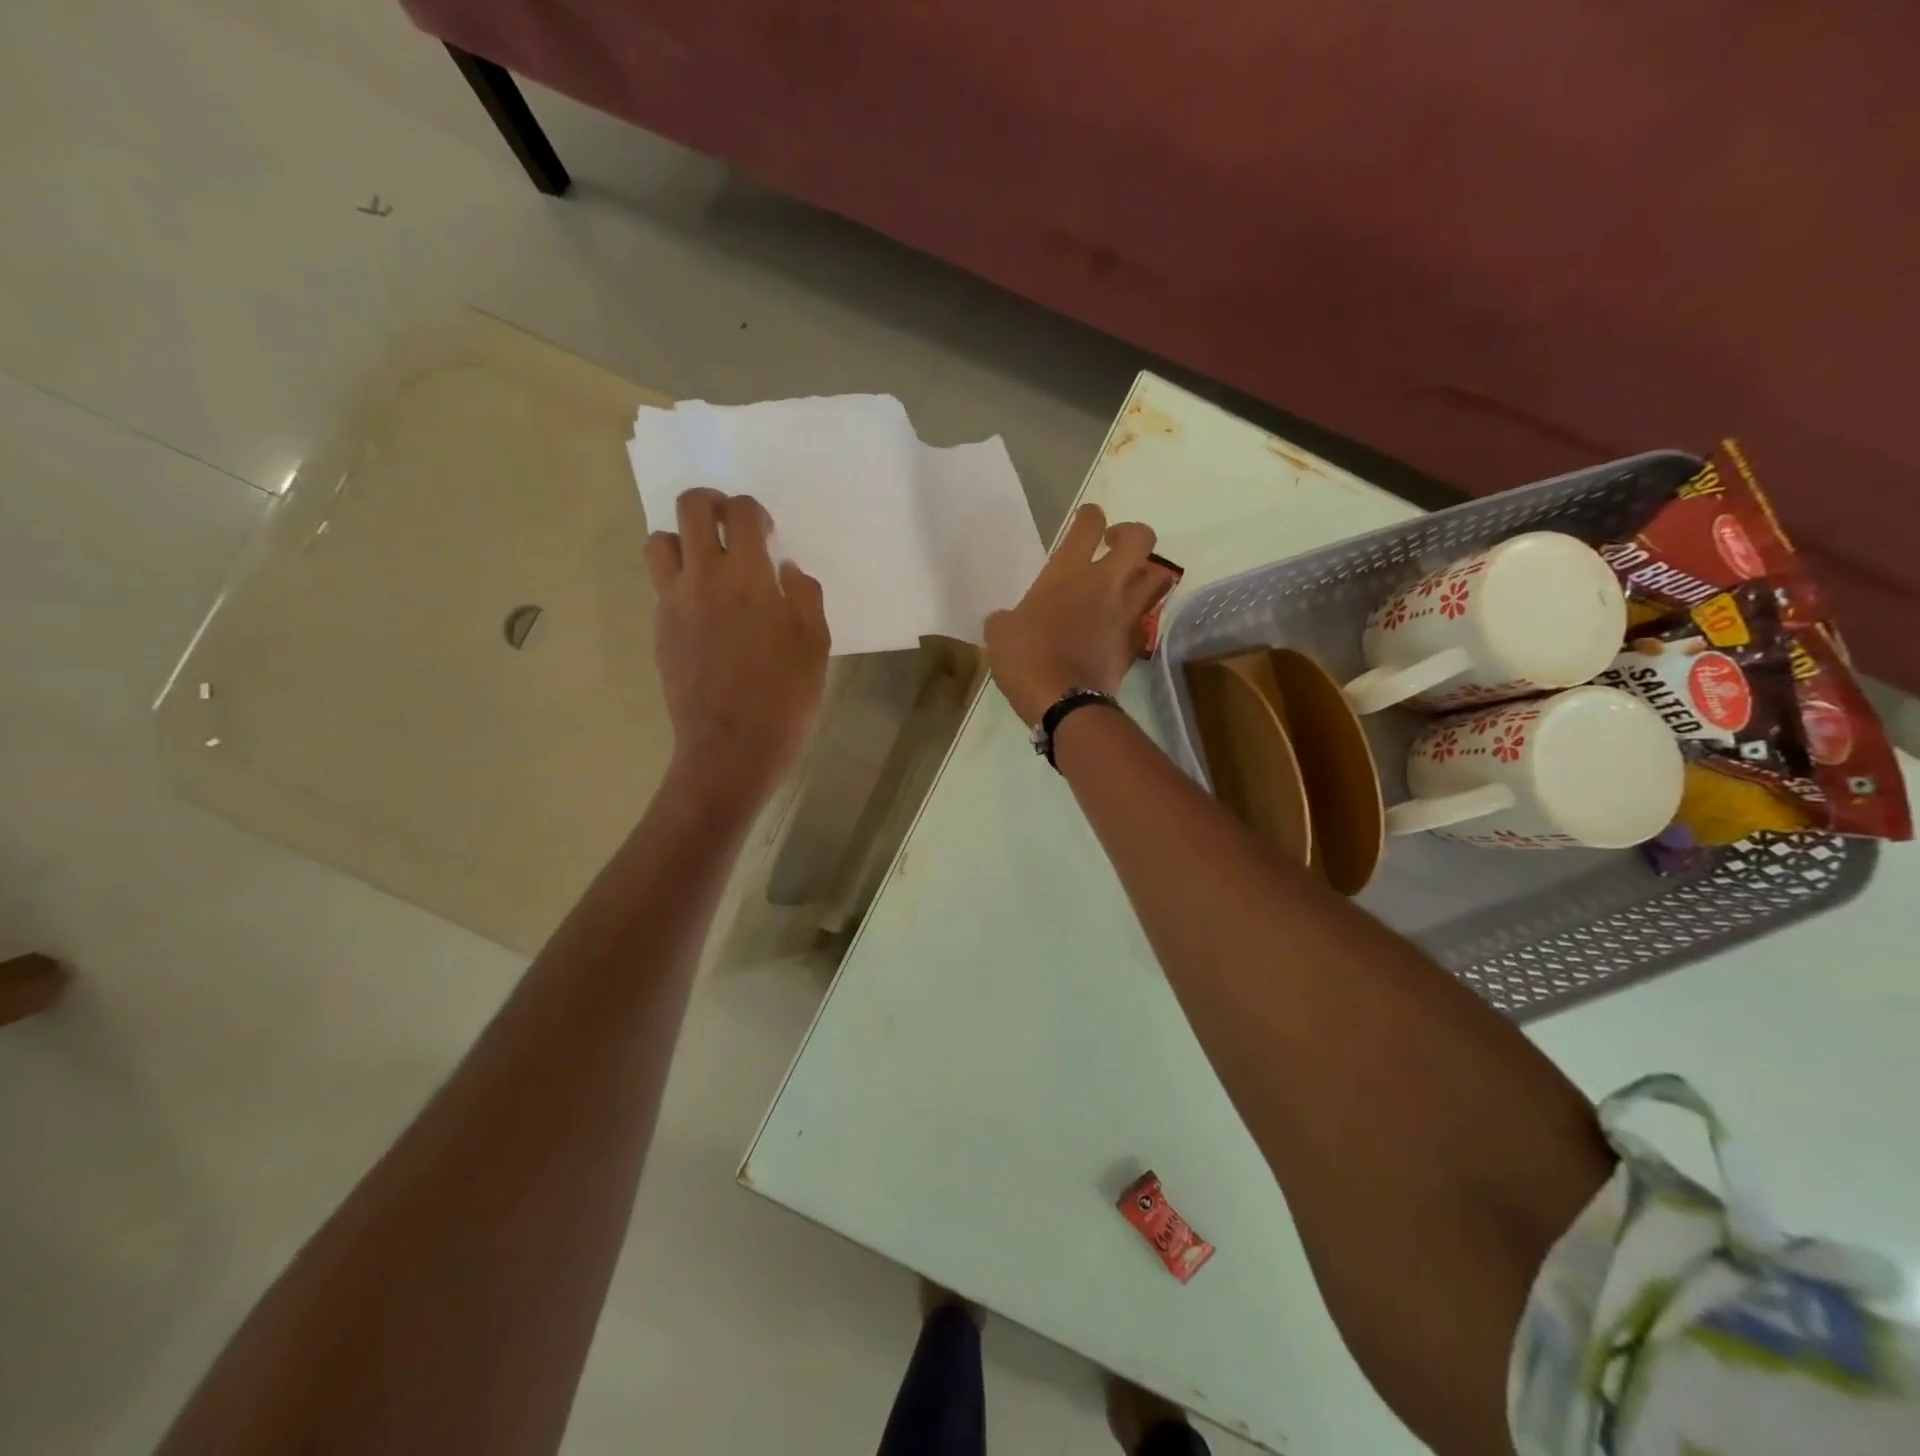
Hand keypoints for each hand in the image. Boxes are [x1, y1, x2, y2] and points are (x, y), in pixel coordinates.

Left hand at [647, 489, 829, 802]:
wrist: (731, 747)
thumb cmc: (785, 697)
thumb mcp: (815, 645)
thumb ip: (803, 596)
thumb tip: (785, 570)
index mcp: (748, 578)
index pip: (740, 513)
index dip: (754, 512)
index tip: (766, 533)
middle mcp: (703, 578)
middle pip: (691, 508)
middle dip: (712, 503)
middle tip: (731, 526)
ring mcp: (674, 603)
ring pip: (660, 541)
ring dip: (684, 539)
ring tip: (708, 563)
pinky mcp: (660, 628)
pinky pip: (661, 584)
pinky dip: (679, 579)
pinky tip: (704, 608)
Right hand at [983, 504, 1169, 725]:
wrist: (1063, 702)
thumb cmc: (1026, 658)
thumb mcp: (1000, 633)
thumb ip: (1006, 618)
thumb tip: (1006, 621)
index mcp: (1068, 572)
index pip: (1089, 524)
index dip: (1090, 515)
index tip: (1086, 520)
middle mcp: (1106, 583)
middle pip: (1141, 539)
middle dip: (1131, 534)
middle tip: (1113, 546)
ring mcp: (1126, 612)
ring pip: (1159, 577)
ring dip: (1147, 573)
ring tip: (1128, 582)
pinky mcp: (1135, 642)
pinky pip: (1145, 619)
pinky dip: (1138, 617)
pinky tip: (1121, 625)